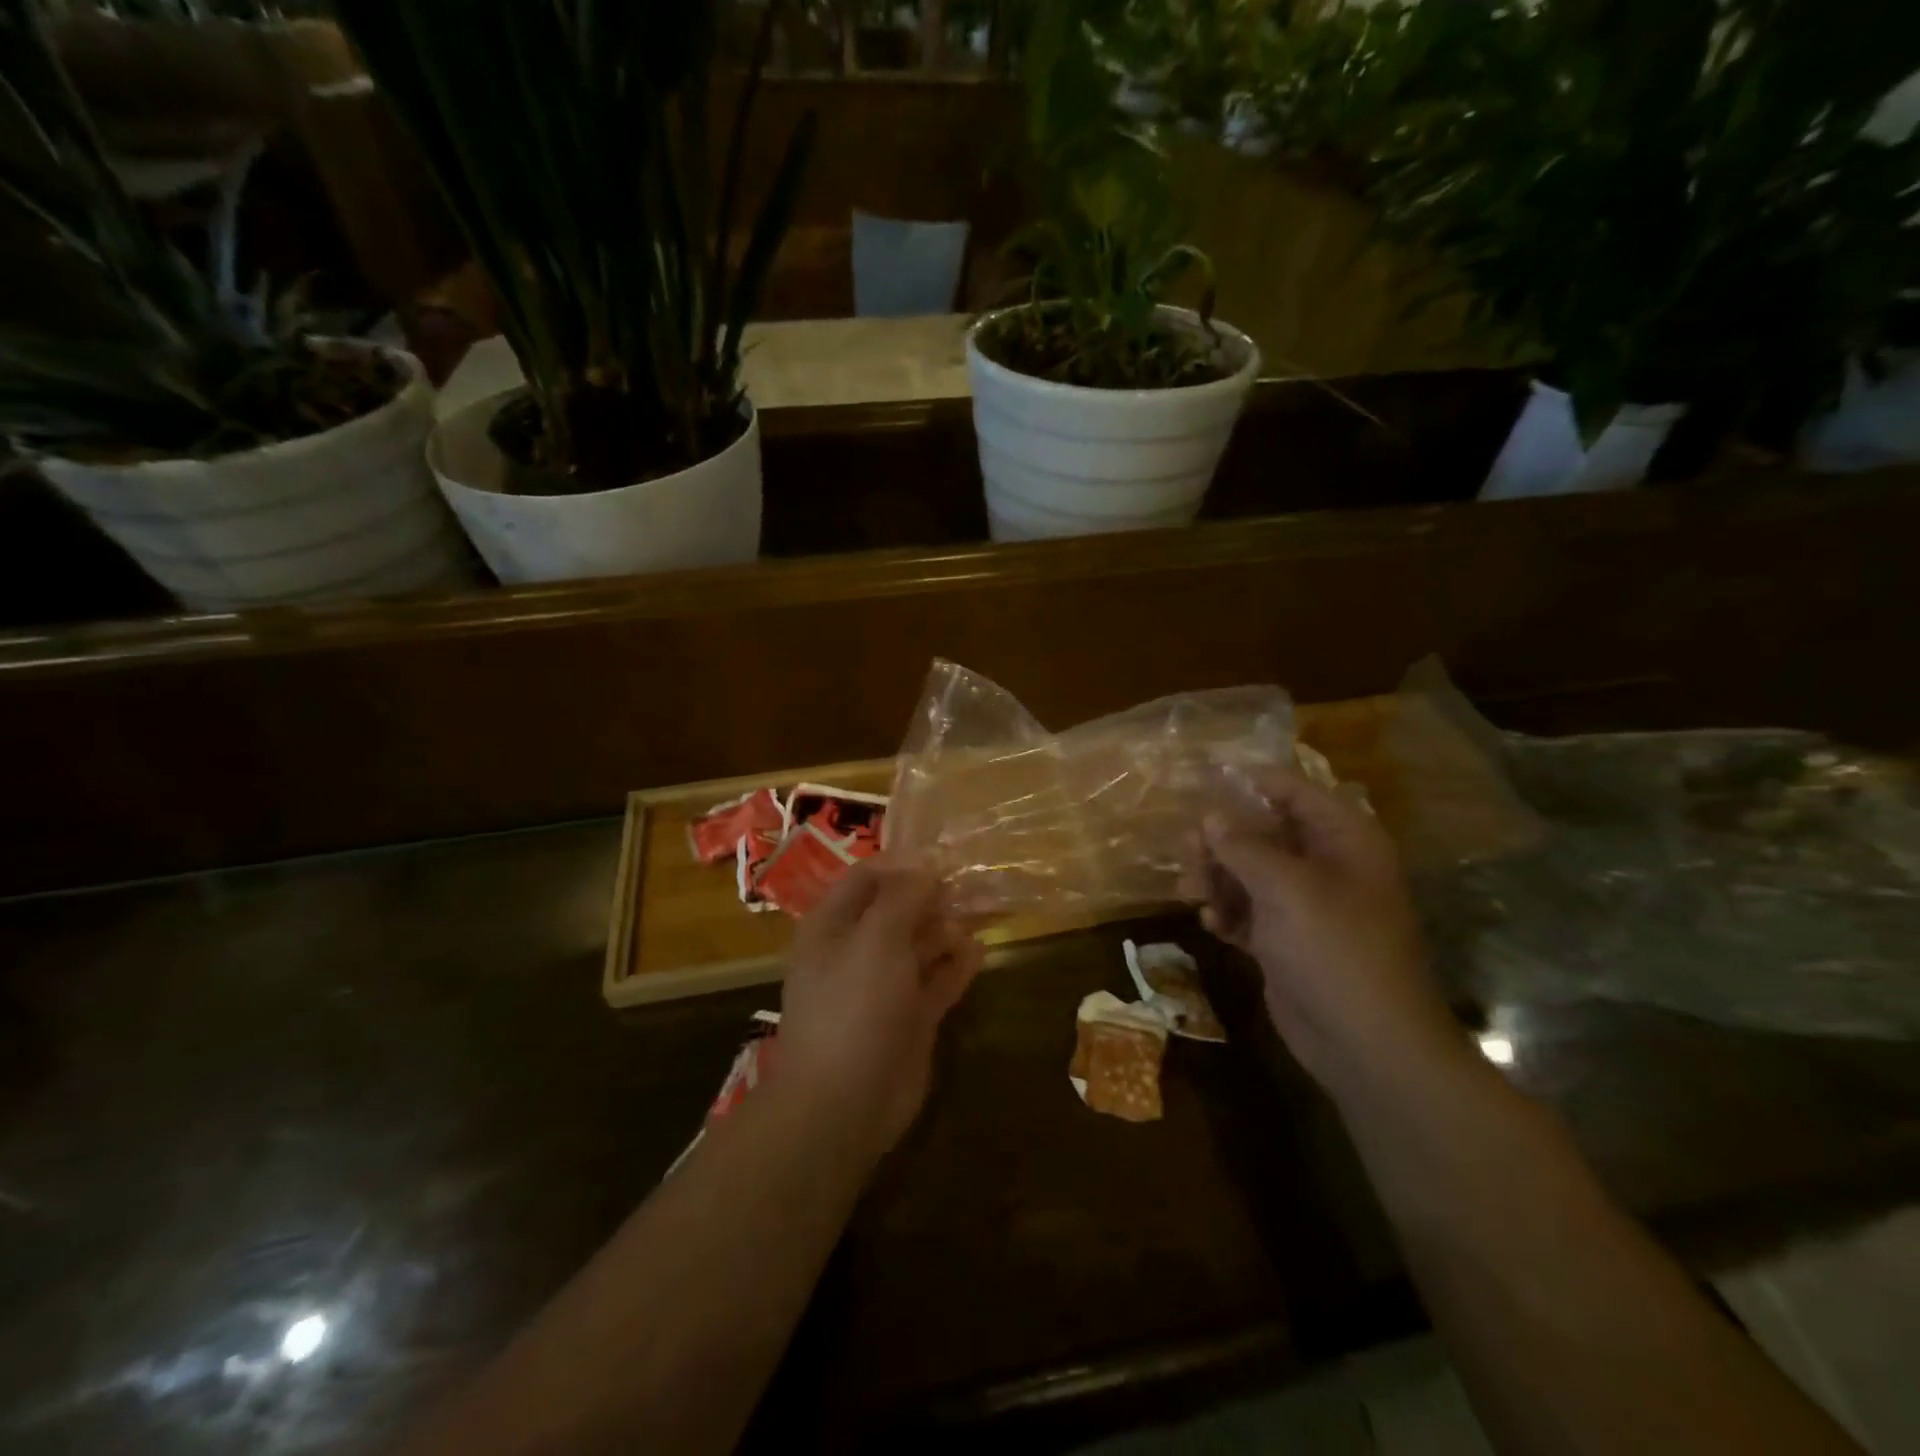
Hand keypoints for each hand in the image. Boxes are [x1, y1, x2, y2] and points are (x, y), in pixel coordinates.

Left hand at [780, 857, 984, 1157]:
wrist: (844, 1103)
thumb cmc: (854, 1006)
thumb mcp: (876, 939)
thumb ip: (902, 897)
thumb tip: (928, 863)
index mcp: (833, 926)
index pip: (867, 878)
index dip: (903, 864)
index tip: (945, 856)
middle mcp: (857, 950)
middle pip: (897, 910)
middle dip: (933, 896)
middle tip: (974, 884)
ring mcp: (884, 986)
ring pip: (920, 945)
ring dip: (948, 928)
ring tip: (983, 912)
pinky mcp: (909, 1017)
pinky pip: (936, 981)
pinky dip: (956, 966)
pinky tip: (980, 952)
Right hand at [1184, 771, 1465, 1099]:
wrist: (1366, 1044)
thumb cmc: (1334, 949)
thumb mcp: (1286, 888)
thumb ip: (1244, 847)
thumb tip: (1211, 817)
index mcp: (1343, 840)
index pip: (1293, 792)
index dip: (1250, 783)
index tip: (1202, 780)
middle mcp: (1326, 866)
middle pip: (1264, 833)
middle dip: (1223, 840)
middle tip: (1187, 849)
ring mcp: (1306, 906)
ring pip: (1249, 873)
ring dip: (1217, 879)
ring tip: (1190, 891)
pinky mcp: (1286, 941)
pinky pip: (1248, 911)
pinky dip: (1227, 913)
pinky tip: (1211, 923)